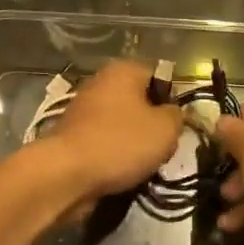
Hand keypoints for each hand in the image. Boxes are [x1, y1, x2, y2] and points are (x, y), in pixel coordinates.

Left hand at [29, 60, 180, 213]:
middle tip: (163, 147)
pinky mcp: (74, 133)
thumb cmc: (121, 143)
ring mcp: (84, 107)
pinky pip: (105, 139)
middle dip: (153, 124)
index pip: (159, 75)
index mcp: (123, 70)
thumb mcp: (165, 129)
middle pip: (140, 100)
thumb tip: (173, 113)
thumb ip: (177, 116)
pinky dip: (115, 153)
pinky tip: (121, 170)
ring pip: (123, 122)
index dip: (173, 99)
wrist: (66, 174)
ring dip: (135, 142)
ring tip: (143, 163)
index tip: (177, 125)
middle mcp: (101, 81)